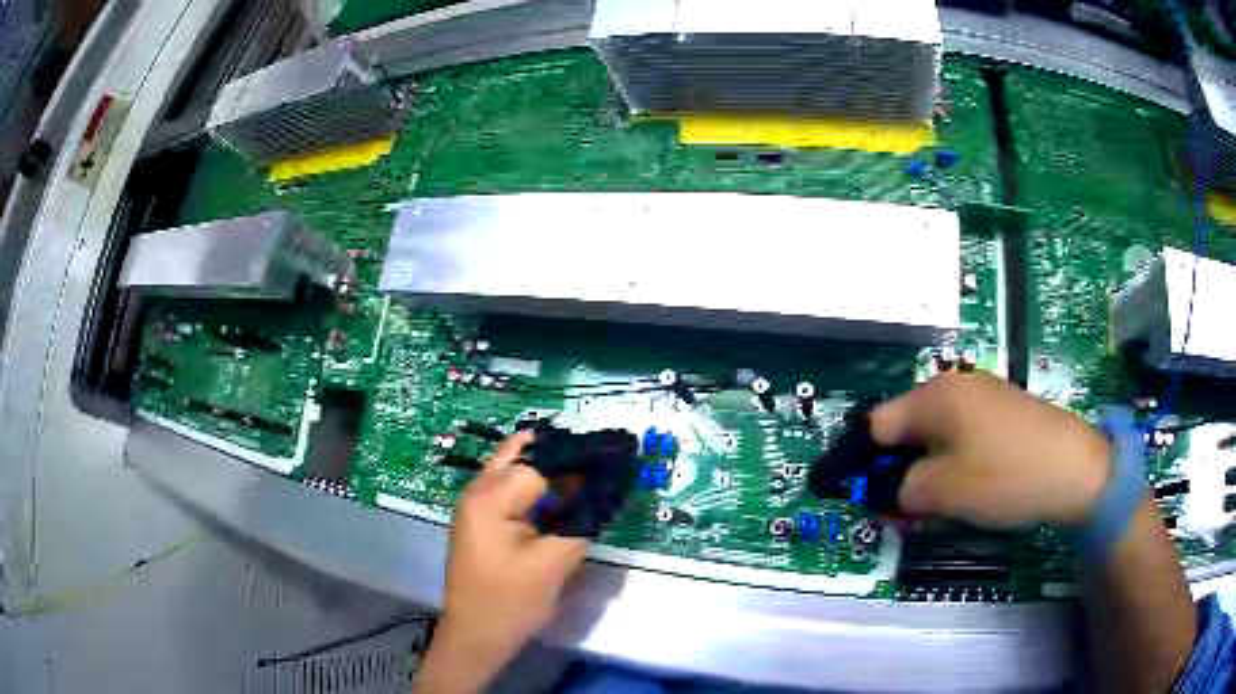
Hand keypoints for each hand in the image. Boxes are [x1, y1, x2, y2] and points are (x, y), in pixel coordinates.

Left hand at [416, 432, 588, 693]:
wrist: (477, 634)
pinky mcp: (478, 521)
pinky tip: (558, 495)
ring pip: (511, 469)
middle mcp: (476, 492)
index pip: (540, 465)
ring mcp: (473, 506)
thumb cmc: (511, 601)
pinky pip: (507, 489)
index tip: (609, 466)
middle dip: (558, 456)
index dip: (575, 466)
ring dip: (545, 469)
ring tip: (583, 475)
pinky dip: (533, 486)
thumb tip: (604, 490)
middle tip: (597, 462)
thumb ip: (581, 521)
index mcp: (489, 499)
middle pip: (519, 455)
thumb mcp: (554, 563)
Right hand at [870, 371, 1113, 528]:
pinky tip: (969, 484)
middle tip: (904, 509)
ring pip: (935, 432)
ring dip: (926, 467)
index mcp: (933, 397)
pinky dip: (953, 458)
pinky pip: (962, 432)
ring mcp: (982, 393)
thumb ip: (899, 491)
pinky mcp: (1002, 408)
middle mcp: (953, 384)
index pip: (876, 426)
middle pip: (906, 427)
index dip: (865, 463)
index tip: (868, 499)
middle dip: (898, 468)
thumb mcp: (943, 492)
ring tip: (938, 502)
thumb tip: (880, 492)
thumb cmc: (1004, 477)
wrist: (1075, 468)